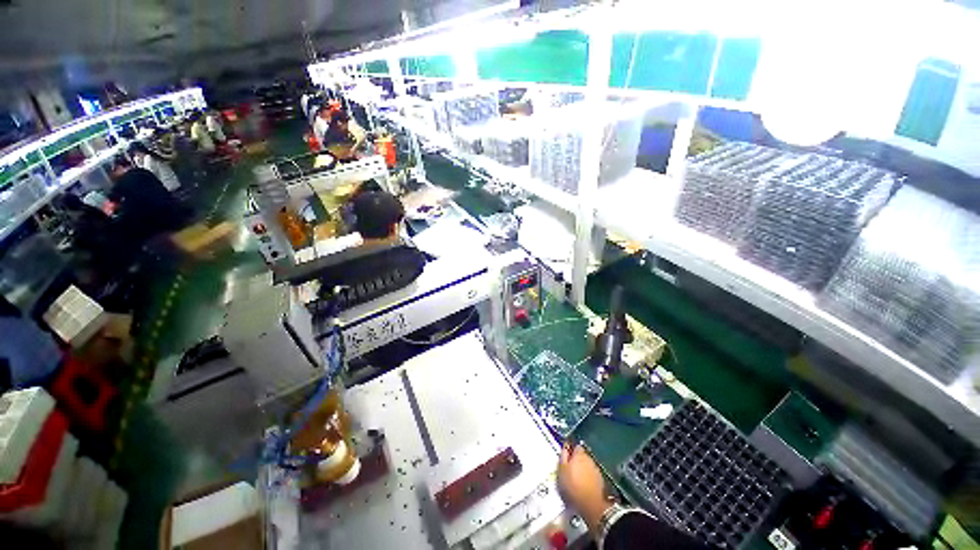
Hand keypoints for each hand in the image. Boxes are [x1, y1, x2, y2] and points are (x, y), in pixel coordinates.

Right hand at [557, 443, 611, 532]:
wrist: (590, 504)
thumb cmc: (572, 485)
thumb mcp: (561, 470)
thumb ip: (563, 456)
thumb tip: (565, 447)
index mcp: (579, 454)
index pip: (576, 447)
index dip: (571, 451)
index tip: (566, 458)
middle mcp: (589, 459)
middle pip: (582, 456)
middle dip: (577, 461)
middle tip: (570, 470)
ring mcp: (596, 470)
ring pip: (587, 465)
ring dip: (582, 469)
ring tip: (576, 479)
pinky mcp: (600, 480)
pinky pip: (592, 475)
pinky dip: (588, 478)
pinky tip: (583, 485)